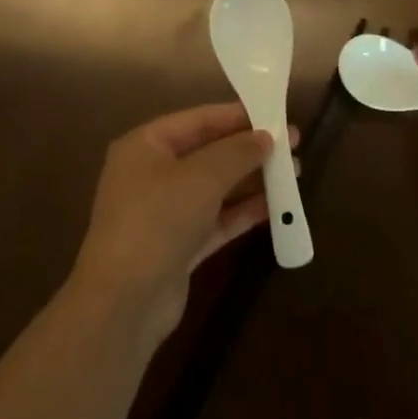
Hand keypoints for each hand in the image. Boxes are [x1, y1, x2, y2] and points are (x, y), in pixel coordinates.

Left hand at [71, 103, 298, 347]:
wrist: (124, 303)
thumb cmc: (158, 220)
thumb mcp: (202, 177)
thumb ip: (237, 152)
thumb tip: (266, 137)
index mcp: (145, 145)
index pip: (198, 120)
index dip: (238, 116)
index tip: (276, 115)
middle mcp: (151, 173)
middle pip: (208, 153)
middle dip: (249, 150)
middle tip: (292, 146)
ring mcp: (163, 212)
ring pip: (214, 187)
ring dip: (251, 180)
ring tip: (293, 174)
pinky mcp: (177, 246)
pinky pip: (215, 219)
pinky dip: (242, 212)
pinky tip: (275, 207)